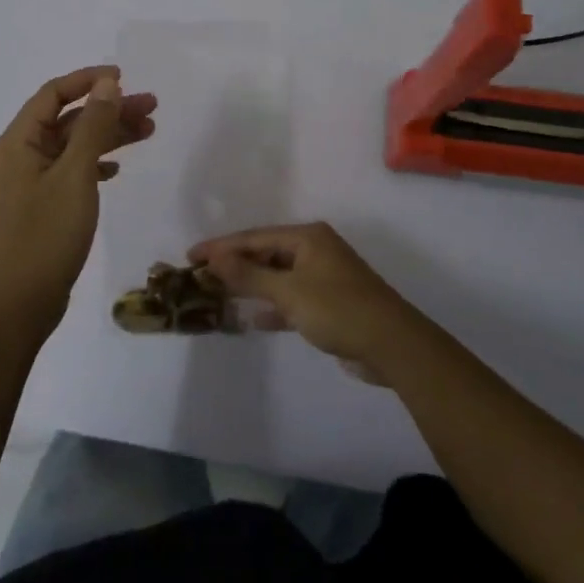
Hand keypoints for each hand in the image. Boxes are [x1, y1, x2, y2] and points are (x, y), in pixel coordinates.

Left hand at [0, 66, 156, 341]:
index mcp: (19, 141)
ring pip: (74, 145)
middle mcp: (21, 155)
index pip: (54, 93)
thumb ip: (93, 126)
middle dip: (109, 110)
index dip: (88, 80)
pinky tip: (118, 169)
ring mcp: (31, 181)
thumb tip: (108, 84)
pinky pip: (72, 171)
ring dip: (108, 136)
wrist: (20, 302)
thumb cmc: (46, 233)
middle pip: (69, 119)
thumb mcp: (75, 174)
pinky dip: (96, 164)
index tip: (125, 77)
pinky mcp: (43, 205)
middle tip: (152, 107)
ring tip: (149, 132)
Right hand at [188, 223, 423, 379]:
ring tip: (219, 295)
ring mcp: (323, 276)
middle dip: (235, 265)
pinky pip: (291, 298)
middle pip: (265, 253)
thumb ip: (249, 275)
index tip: (191, 256)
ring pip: (277, 276)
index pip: (254, 237)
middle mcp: (315, 250)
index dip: (221, 246)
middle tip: (201, 276)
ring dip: (251, 286)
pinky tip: (252, 319)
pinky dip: (272, 306)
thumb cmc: (338, 309)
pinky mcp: (329, 303)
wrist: (392, 345)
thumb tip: (215, 258)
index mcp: (307, 237)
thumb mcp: (289, 291)